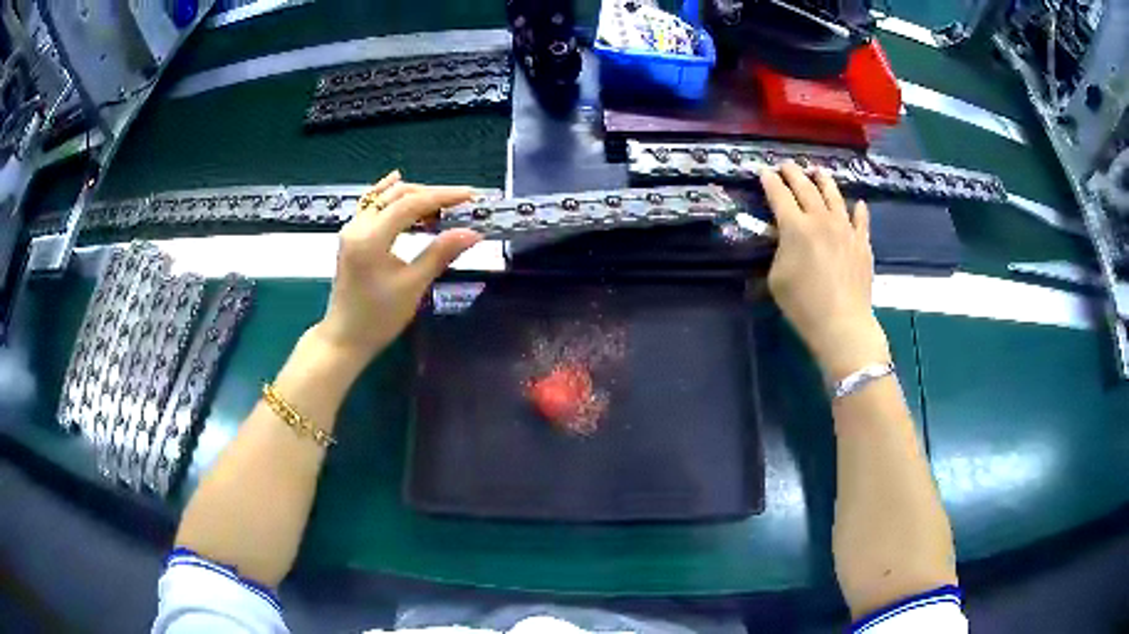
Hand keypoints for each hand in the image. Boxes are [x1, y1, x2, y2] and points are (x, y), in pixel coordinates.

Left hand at [313, 171, 481, 363]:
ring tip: (442, 204)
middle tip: (462, 202)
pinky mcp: (351, 236)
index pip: (411, 204)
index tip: (470, 196)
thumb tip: (472, 233)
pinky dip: (388, 194)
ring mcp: (351, 229)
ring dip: (414, 195)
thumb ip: (440, 254)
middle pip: (398, 195)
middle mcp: (358, 226)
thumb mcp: (412, 286)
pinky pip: (371, 205)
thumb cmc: (378, 318)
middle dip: (431, 194)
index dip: (443, 196)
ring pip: (385, 197)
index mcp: (371, 238)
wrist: (345, 337)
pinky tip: (397, 178)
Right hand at [761, 161, 889, 381]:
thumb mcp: (776, 278)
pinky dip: (858, 209)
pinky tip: (857, 204)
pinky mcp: (862, 242)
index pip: (779, 195)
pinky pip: (861, 219)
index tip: (763, 171)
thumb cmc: (803, 304)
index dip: (769, 181)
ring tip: (818, 171)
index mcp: (795, 227)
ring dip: (823, 180)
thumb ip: (779, 251)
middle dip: (793, 173)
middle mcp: (820, 219)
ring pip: (834, 195)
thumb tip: (785, 240)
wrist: (842, 323)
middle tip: (786, 165)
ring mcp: (845, 228)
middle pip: (805, 187)